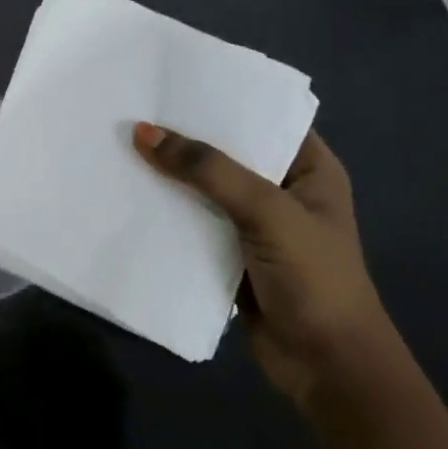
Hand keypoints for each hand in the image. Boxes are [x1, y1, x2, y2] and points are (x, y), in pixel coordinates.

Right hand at [132, 124, 389, 402]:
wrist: (326, 368)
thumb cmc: (313, 278)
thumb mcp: (266, 211)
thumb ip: (208, 170)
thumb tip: (143, 132)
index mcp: (308, 168)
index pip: (262, 117)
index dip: (221, 98)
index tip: (171, 80)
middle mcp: (281, 189)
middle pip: (226, 152)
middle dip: (185, 137)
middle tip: (133, 108)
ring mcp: (254, 225)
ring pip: (205, 189)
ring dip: (171, 176)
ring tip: (121, 144)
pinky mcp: (229, 256)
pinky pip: (193, 223)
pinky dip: (167, 212)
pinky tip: (129, 194)